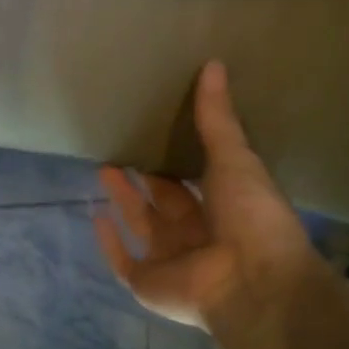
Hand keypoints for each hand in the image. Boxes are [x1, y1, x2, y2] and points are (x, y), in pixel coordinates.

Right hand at [95, 61, 324, 329]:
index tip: (155, 132)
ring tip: (103, 167)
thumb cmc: (251, 216)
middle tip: (122, 148)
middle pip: (163, 202)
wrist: (252, 279)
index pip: (194, 181)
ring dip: (123, 200)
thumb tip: (213, 64)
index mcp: (223, 207)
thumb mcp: (235, 159)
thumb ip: (217, 119)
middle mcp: (196, 234)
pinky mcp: (148, 283)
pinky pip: (123, 261)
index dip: (175, 159)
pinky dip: (108, 241)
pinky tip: (95, 214)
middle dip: (144, 178)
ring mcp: (171, 261)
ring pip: (141, 226)